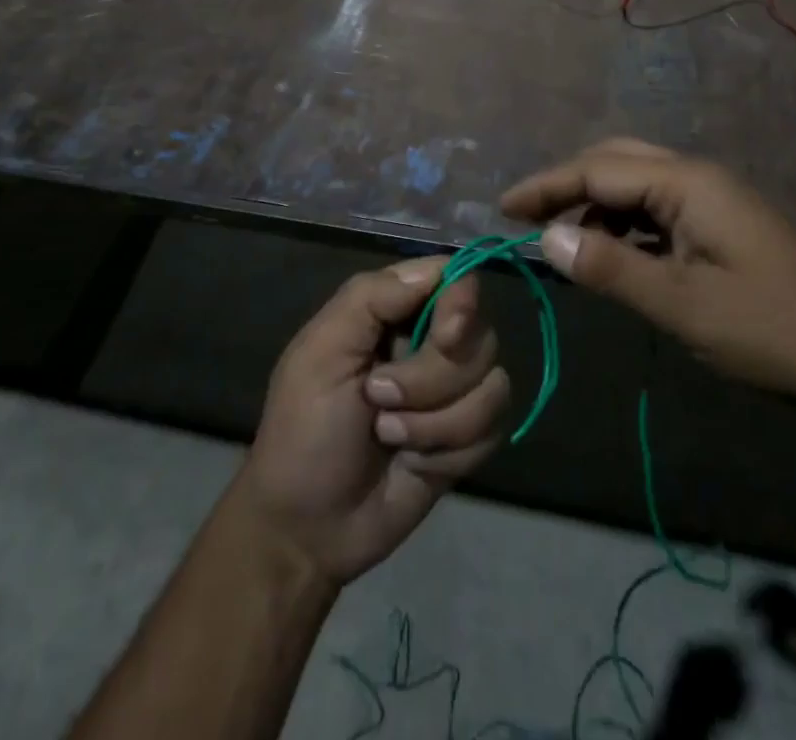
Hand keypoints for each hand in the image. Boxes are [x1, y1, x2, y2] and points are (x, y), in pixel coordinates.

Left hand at [235, 258, 510, 586]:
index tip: (444, 334)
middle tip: (378, 398)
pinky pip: (493, 428)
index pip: (453, 278)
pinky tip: (413, 462)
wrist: (307, 528)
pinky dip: (450, 449)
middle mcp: (430, 342)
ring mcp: (452, 392)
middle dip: (431, 378)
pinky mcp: (467, 438)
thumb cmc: (303, 430)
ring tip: (389, 435)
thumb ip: (371, 297)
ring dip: (436, 421)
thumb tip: (438, 267)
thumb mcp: (321, 352)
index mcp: (393, 311)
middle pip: (479, 334)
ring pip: (492, 384)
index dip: (460, 301)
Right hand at [502, 139, 795, 424]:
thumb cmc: (768, 331)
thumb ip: (609, 268)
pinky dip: (621, 226)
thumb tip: (546, 239)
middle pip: (615, 163)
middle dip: (567, 185)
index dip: (546, 186)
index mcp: (687, 183)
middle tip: (526, 219)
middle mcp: (696, 178)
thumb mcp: (681, 304)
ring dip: (594, 207)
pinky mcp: (718, 226)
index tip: (502, 209)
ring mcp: (711, 201)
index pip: (598, 169)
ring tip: (560, 242)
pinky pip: (655, 211)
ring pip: (634, 187)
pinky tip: (608, 254)